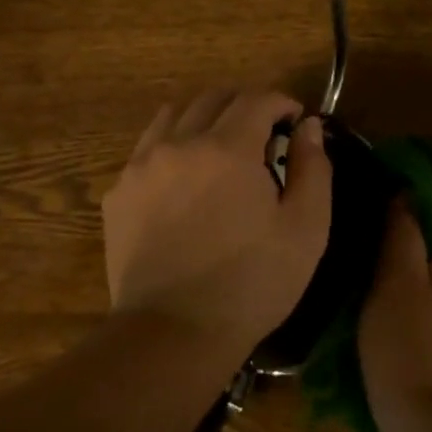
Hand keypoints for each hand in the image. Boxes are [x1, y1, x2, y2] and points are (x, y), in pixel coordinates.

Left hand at [101, 90, 331, 354]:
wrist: (173, 334)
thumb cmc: (251, 283)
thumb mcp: (305, 229)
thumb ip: (313, 168)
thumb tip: (309, 127)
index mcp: (228, 148)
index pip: (257, 98)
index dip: (282, 103)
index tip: (295, 122)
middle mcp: (180, 142)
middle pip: (214, 97)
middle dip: (245, 106)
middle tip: (263, 135)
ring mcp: (142, 165)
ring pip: (175, 114)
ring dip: (204, 118)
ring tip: (220, 149)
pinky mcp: (119, 192)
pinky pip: (147, 147)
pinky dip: (172, 146)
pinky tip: (184, 180)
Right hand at [359, 196, 431, 406]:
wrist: (427, 418)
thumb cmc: (407, 341)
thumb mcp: (395, 276)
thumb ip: (403, 226)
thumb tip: (406, 190)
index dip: (422, 180)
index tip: (388, 175)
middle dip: (426, 203)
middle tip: (384, 200)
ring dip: (427, 229)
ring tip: (386, 226)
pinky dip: (431, 253)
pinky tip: (400, 259)